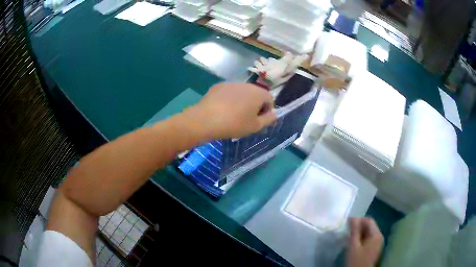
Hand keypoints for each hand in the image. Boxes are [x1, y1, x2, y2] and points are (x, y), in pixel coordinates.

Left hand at [188, 83, 276, 139]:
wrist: (206, 119)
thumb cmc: (235, 124)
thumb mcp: (255, 126)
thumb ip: (268, 119)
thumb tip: (274, 113)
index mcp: (258, 93)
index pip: (270, 99)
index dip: (267, 111)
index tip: (259, 120)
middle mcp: (246, 84)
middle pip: (256, 94)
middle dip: (255, 105)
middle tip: (247, 119)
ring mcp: (231, 83)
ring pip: (242, 92)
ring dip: (242, 101)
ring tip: (233, 115)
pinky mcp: (218, 86)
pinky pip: (229, 92)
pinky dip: (229, 99)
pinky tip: (222, 110)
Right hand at [346, 217, 383, 266]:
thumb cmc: (356, 260)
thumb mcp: (353, 245)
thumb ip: (354, 231)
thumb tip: (353, 217)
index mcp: (376, 234)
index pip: (369, 220)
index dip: (359, 220)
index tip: (348, 223)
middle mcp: (379, 236)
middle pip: (370, 226)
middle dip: (359, 227)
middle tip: (347, 231)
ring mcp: (378, 243)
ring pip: (369, 233)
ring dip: (360, 233)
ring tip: (349, 237)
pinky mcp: (375, 249)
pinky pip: (369, 239)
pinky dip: (362, 239)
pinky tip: (354, 244)